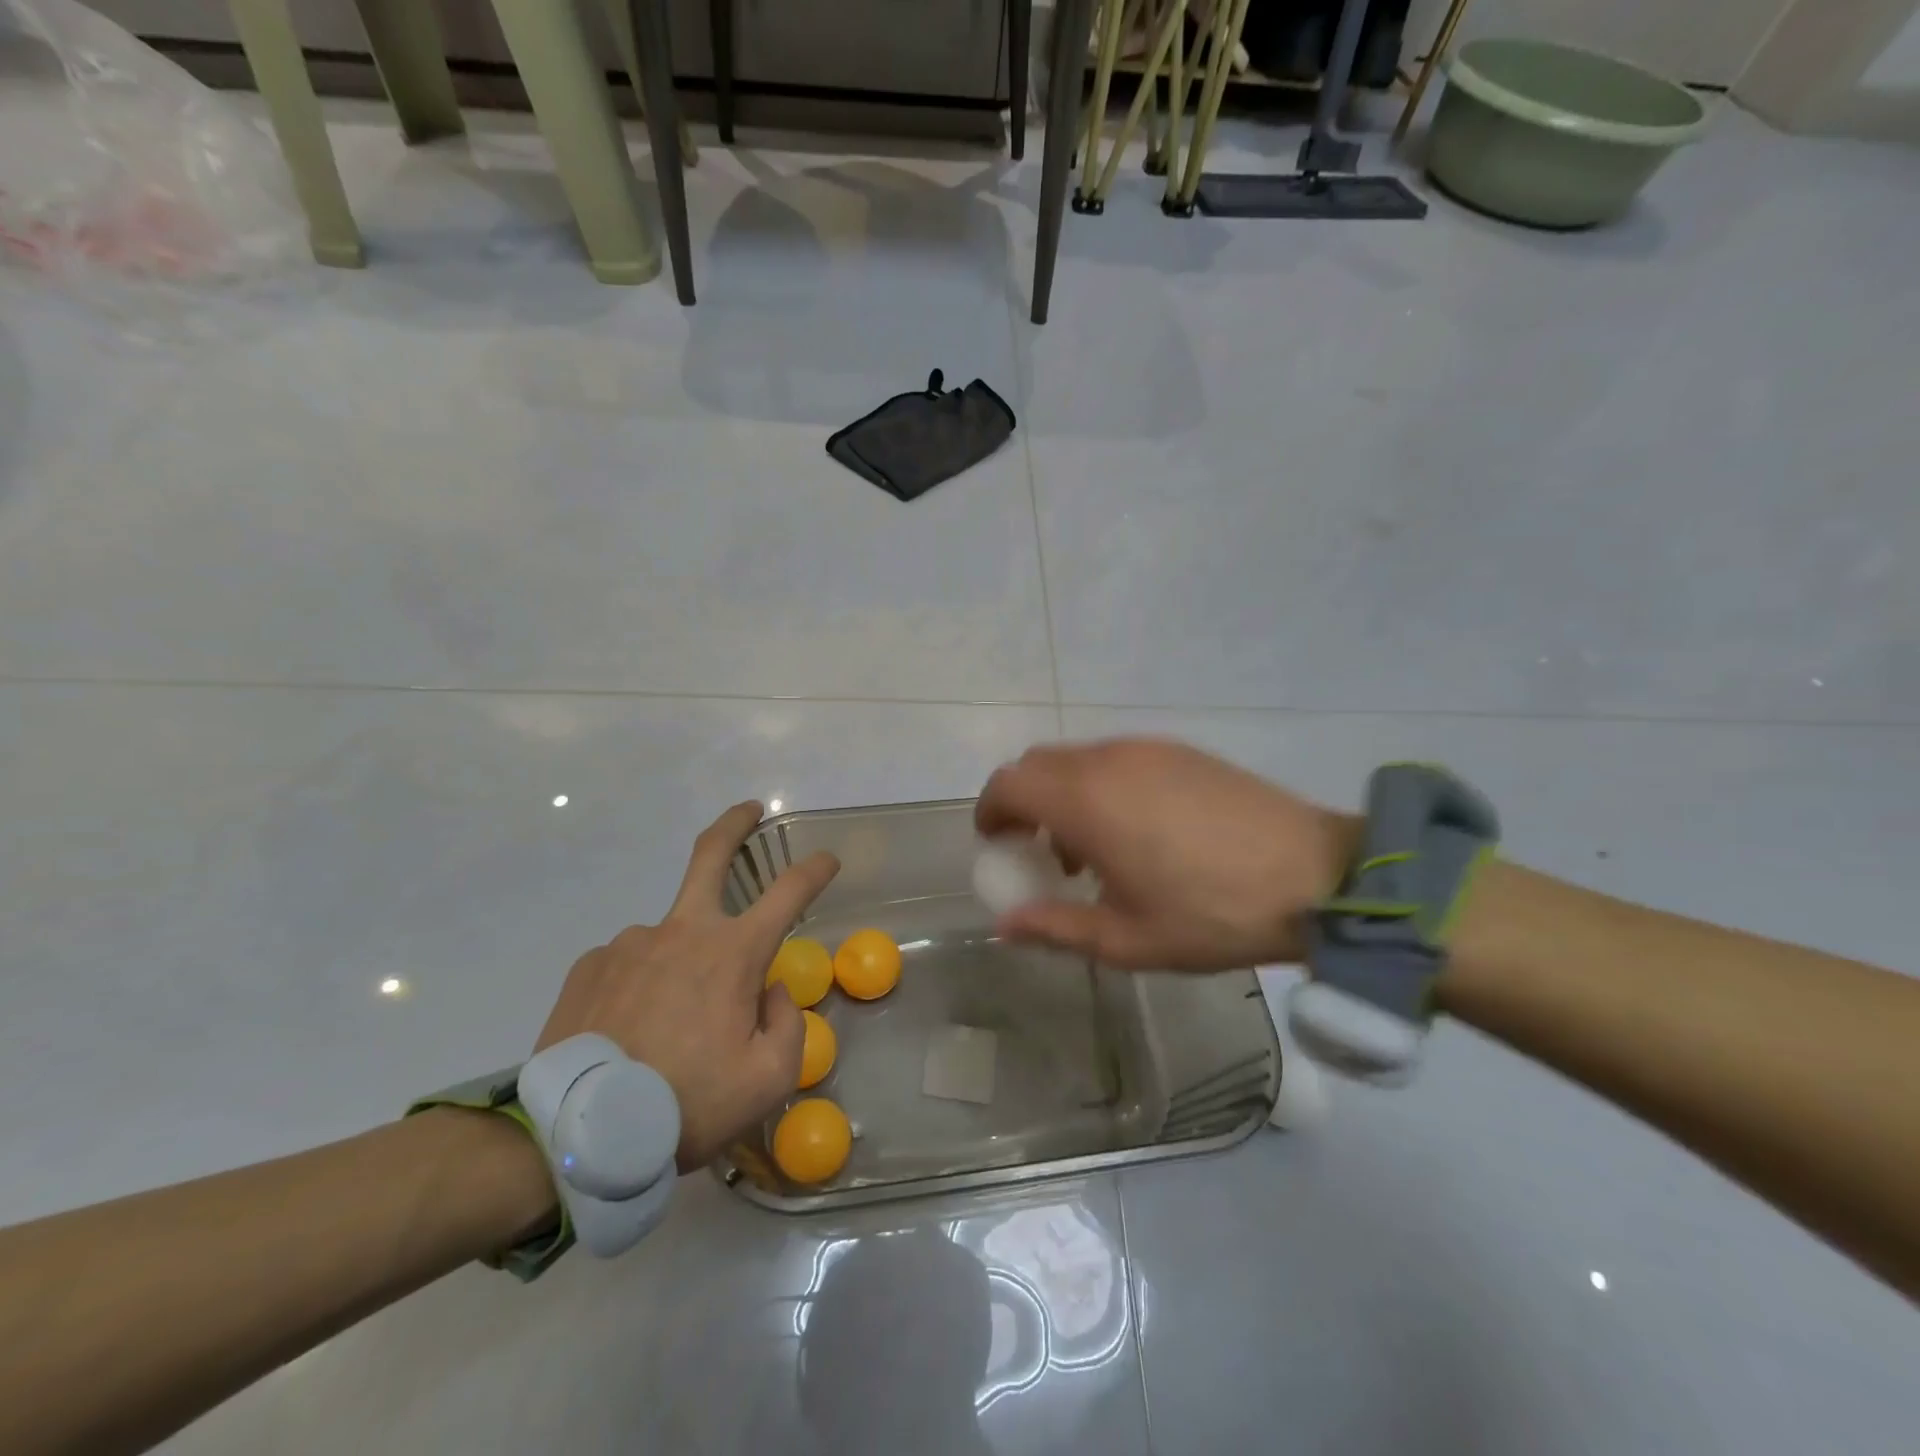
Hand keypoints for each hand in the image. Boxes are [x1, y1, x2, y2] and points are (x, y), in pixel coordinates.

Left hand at [535, 802, 839, 1169]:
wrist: (577, 1136)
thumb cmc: (687, 1104)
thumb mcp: (767, 1081)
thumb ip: (787, 1024)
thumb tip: (769, 989)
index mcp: (732, 953)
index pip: (789, 891)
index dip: (815, 869)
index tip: (828, 859)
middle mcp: (682, 931)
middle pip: (711, 854)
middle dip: (736, 824)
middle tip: (751, 810)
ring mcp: (630, 943)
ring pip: (672, 938)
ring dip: (683, 963)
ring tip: (668, 1027)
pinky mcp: (590, 965)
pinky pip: (631, 964)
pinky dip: (643, 983)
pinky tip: (632, 1028)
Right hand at [975, 739, 1356, 970]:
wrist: (1316, 876)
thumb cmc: (1212, 914)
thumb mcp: (1127, 940)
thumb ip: (1055, 928)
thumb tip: (1005, 924)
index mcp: (1086, 801)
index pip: (1009, 783)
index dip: (990, 811)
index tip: (997, 845)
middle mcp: (1109, 761)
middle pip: (1038, 764)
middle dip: (1024, 802)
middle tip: (1039, 851)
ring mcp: (1148, 749)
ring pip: (1078, 759)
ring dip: (1063, 794)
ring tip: (1091, 849)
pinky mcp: (1181, 750)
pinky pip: (1117, 758)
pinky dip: (1100, 785)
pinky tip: (1136, 830)